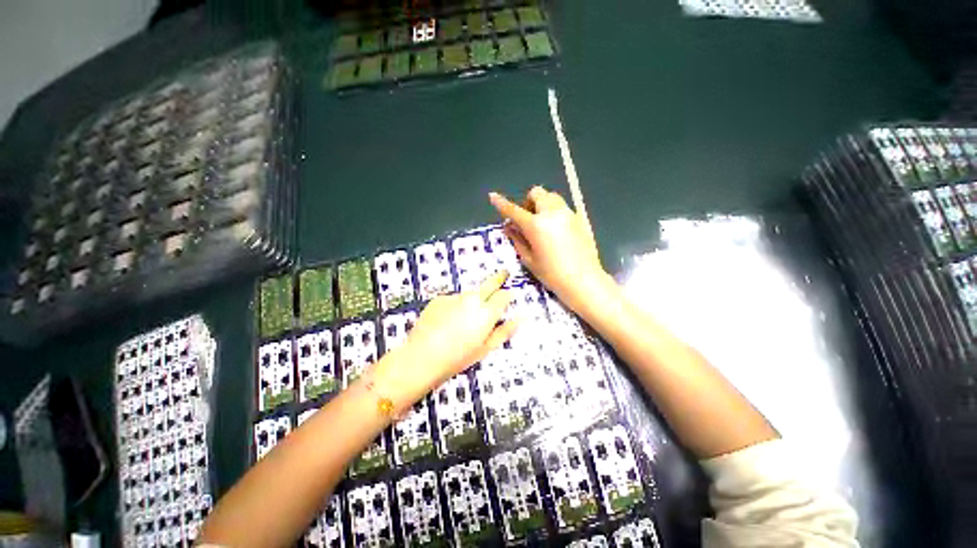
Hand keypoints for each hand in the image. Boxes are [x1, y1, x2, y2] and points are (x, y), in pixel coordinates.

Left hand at [378, 271, 516, 403]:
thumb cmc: (457, 358)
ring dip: (472, 300)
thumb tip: (521, 318)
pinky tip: (446, 321)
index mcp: (486, 312)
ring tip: (462, 320)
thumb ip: (504, 331)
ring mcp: (454, 297)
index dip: (508, 294)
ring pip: (469, 294)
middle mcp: (472, 299)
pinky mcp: (439, 299)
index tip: (509, 295)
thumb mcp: (485, 349)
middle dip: (499, 277)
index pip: (504, 296)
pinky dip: (454, 306)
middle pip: (489, 283)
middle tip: (505, 273)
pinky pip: (452, 300)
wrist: (420, 357)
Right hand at [489, 186, 609, 312]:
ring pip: (551, 197)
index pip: (514, 210)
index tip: (493, 196)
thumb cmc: (552, 274)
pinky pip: (563, 207)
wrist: (584, 281)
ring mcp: (568, 214)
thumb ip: (517, 240)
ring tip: (541, 224)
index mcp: (536, 225)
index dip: (501, 203)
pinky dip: (554, 212)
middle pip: (537, 193)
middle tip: (526, 219)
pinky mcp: (579, 219)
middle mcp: (552, 213)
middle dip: (528, 202)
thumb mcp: (529, 259)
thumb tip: (508, 227)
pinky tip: (555, 231)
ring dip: (542, 204)